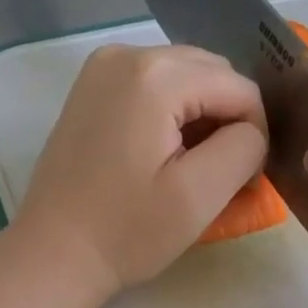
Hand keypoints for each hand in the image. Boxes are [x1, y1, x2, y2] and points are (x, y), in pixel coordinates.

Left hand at [13, 43, 266, 302]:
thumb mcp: (200, 195)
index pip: (240, 89)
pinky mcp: (92, 87)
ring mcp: (103, 67)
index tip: (240, 182)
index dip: (254, 134)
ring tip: (190, 167)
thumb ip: (245, 148)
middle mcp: (128, 54)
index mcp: (156, 76)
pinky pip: (156, 85)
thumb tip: (251, 131)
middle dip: (228, 120)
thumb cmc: (128, 231)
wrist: (54, 253)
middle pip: (214, 74)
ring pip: (187, 78)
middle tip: (219, 174)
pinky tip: (163, 154)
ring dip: (202, 117)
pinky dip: (173, 113)